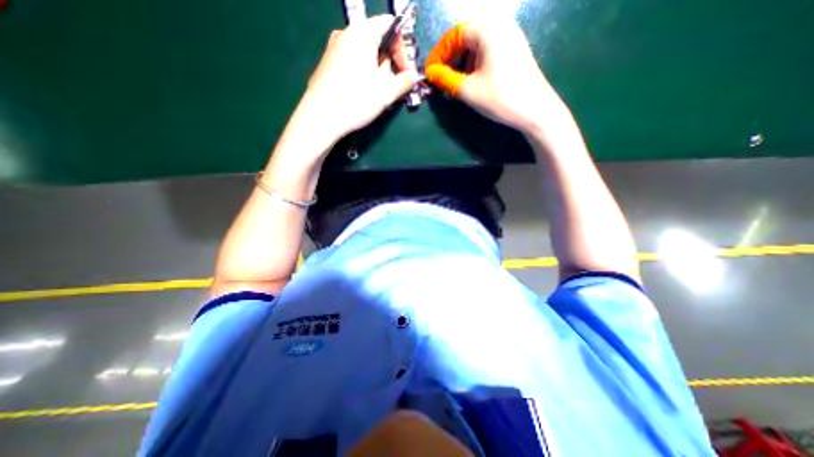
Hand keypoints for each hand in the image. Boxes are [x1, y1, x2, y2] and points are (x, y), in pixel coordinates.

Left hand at [301, 14, 422, 140]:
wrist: (320, 117)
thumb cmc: (355, 101)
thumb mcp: (385, 93)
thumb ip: (404, 82)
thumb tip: (412, 77)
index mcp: (362, 33)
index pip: (391, 25)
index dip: (403, 49)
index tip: (405, 73)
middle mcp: (346, 33)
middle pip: (377, 40)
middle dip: (389, 63)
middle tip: (391, 86)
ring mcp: (334, 47)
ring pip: (364, 53)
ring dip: (376, 70)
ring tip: (376, 93)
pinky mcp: (327, 62)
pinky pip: (352, 61)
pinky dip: (363, 73)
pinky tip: (361, 93)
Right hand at [423, 21, 562, 134]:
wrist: (535, 110)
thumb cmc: (500, 98)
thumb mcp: (468, 90)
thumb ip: (445, 79)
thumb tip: (430, 73)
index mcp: (488, 31)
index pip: (455, 35)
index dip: (439, 53)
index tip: (430, 72)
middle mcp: (500, 26)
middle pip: (466, 36)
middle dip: (451, 57)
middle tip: (442, 78)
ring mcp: (511, 36)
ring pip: (477, 44)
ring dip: (463, 61)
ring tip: (457, 81)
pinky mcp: (515, 49)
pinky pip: (489, 49)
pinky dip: (476, 62)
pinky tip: (473, 79)